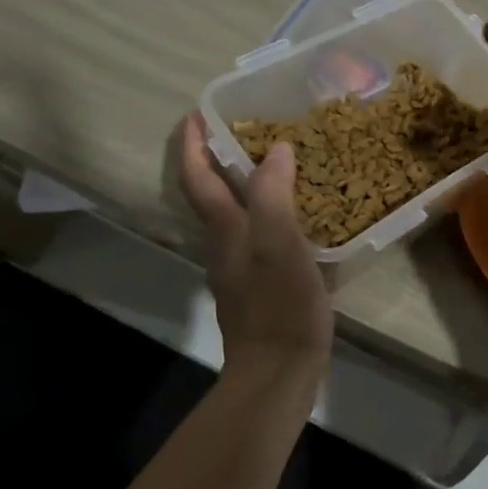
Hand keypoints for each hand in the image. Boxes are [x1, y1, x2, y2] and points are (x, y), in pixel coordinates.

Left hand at [176, 113, 333, 381]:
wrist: (278, 375)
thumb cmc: (280, 306)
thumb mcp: (280, 244)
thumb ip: (273, 195)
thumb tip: (276, 150)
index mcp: (226, 230)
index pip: (199, 179)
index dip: (193, 145)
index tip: (194, 114)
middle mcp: (225, 245)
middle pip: (210, 194)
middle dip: (214, 159)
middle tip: (242, 129)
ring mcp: (240, 268)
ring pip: (233, 214)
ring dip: (240, 183)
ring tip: (273, 161)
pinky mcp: (259, 285)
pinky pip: (256, 233)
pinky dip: (265, 210)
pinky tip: (294, 213)